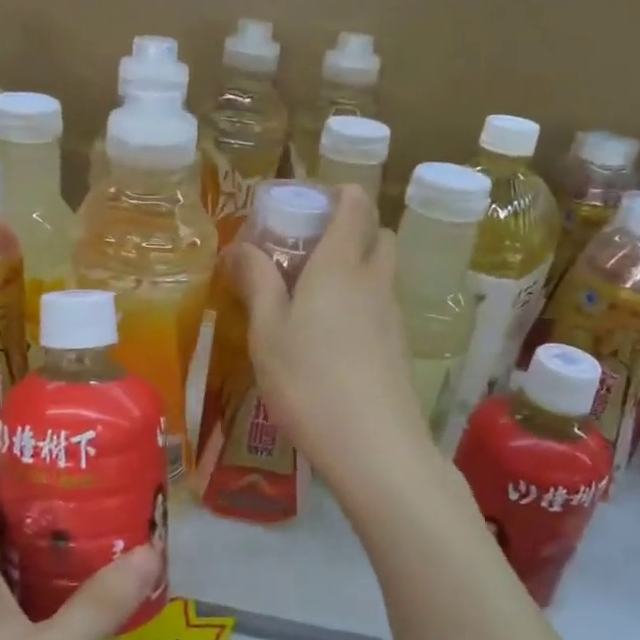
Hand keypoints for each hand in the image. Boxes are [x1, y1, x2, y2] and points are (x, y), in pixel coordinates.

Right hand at [227, 185, 430, 495]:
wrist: (375, 447)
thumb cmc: (309, 380)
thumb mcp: (267, 331)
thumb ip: (256, 282)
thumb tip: (239, 246)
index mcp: (340, 264)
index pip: (355, 204)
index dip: (336, 193)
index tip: (305, 203)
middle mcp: (374, 280)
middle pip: (377, 234)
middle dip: (350, 229)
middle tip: (307, 250)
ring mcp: (393, 315)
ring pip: (381, 272)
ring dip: (355, 268)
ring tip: (311, 297)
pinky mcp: (399, 347)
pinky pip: (381, 305)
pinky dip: (361, 302)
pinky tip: (330, 337)